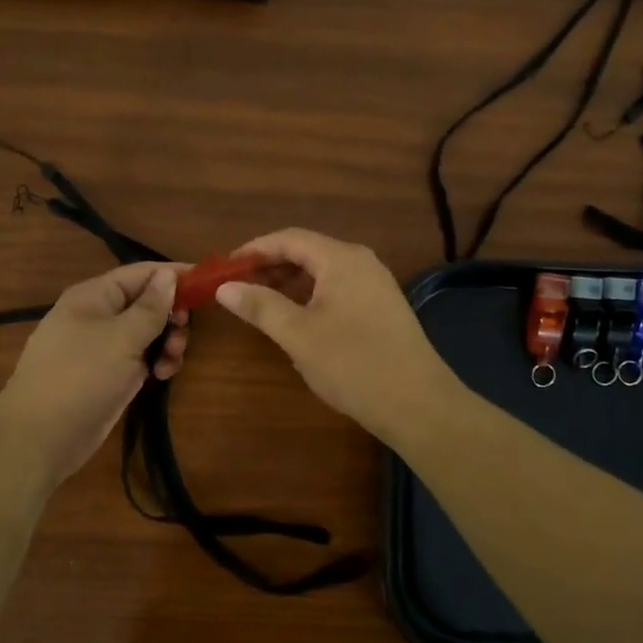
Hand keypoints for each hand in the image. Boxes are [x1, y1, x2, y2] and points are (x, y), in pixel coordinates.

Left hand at [0, 262, 188, 484]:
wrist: (41, 438)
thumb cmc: (81, 377)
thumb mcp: (122, 338)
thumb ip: (150, 307)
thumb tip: (168, 276)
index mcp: (93, 296)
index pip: (141, 273)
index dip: (173, 275)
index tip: (207, 282)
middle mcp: (97, 316)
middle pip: (146, 303)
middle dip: (171, 315)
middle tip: (183, 333)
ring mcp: (102, 347)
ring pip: (146, 333)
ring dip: (167, 342)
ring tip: (171, 362)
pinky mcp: (108, 374)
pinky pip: (139, 357)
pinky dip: (155, 362)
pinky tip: (162, 376)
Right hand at [216, 228, 458, 444]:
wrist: (418, 403)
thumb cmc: (353, 364)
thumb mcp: (298, 335)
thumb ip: (260, 306)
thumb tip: (224, 288)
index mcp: (341, 259)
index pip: (289, 239)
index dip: (254, 249)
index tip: (225, 268)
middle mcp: (361, 262)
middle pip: (307, 252)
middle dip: (270, 267)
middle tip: (237, 288)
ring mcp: (376, 285)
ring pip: (323, 273)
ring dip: (289, 284)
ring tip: (260, 305)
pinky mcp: (382, 308)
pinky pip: (338, 291)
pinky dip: (311, 298)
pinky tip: (295, 321)